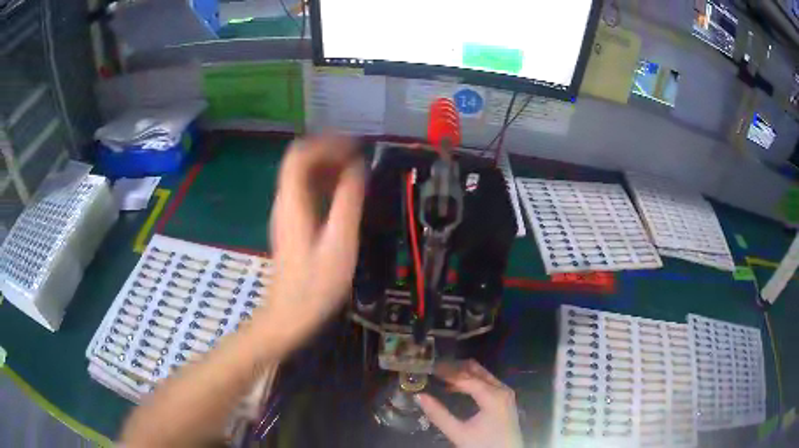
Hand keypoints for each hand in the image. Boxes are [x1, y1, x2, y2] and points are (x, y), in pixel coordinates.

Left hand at [258, 134, 364, 354]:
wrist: (290, 316)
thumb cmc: (316, 285)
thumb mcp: (339, 243)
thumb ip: (348, 202)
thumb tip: (358, 168)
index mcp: (292, 202)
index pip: (299, 155)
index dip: (325, 144)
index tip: (354, 146)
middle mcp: (285, 202)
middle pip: (300, 162)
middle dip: (329, 152)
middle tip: (359, 157)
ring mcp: (286, 214)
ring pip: (303, 177)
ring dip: (328, 167)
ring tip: (357, 171)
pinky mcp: (292, 225)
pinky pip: (307, 193)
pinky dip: (325, 185)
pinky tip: (345, 194)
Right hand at [417, 360, 522, 447]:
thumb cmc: (483, 444)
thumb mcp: (458, 433)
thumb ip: (439, 415)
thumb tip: (420, 396)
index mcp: (492, 396)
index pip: (466, 377)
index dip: (447, 372)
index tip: (430, 368)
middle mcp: (502, 389)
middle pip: (476, 371)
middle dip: (455, 368)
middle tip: (434, 369)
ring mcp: (505, 393)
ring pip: (482, 375)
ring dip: (462, 373)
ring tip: (441, 376)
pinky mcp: (505, 399)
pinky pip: (487, 382)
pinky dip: (471, 381)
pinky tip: (455, 387)